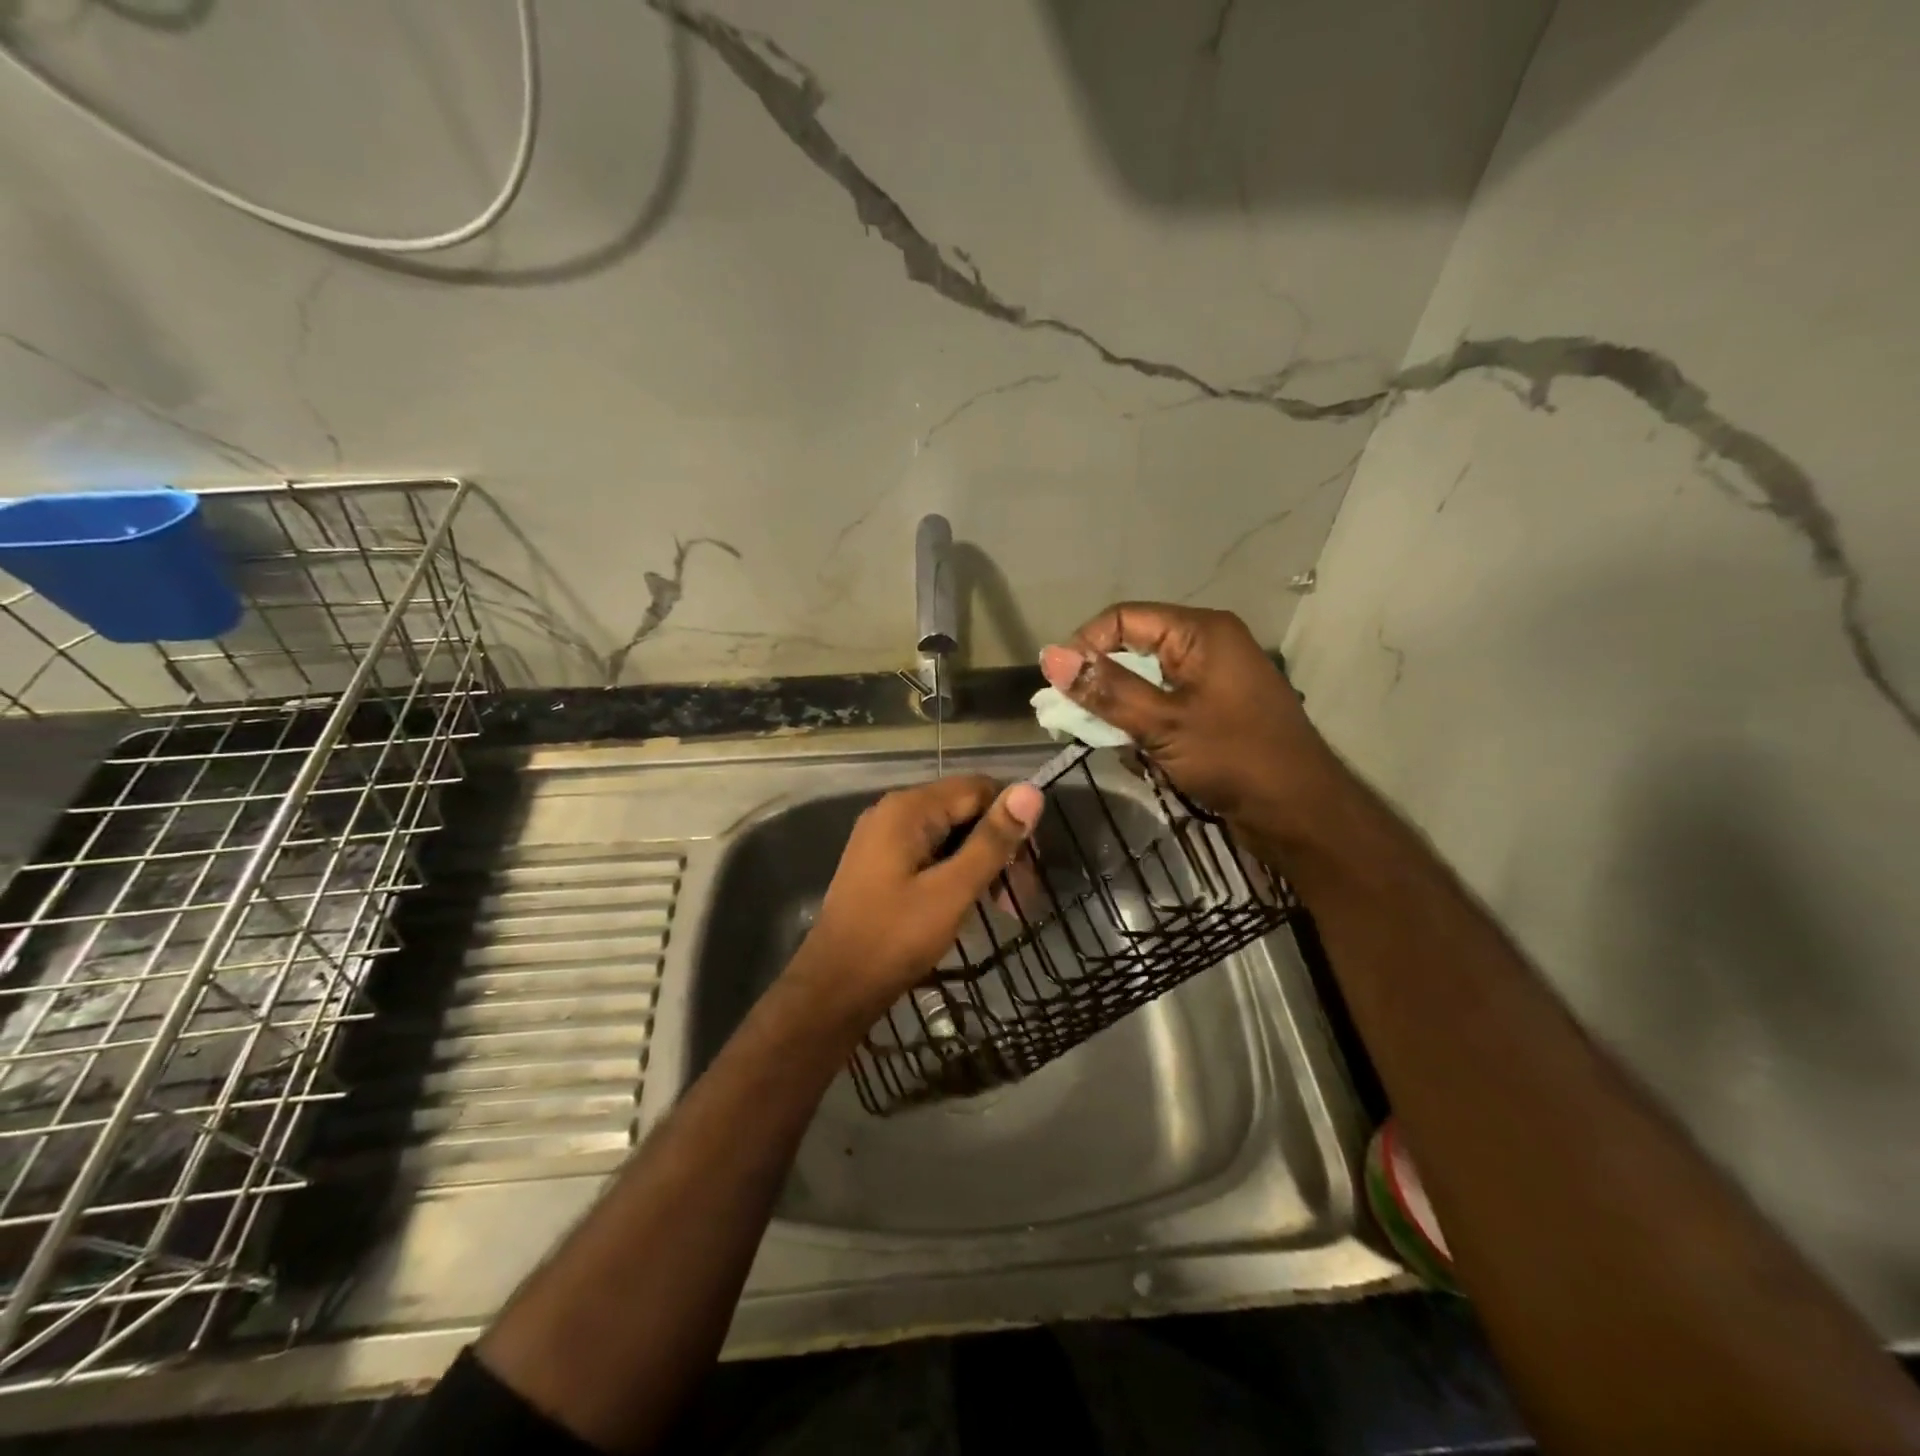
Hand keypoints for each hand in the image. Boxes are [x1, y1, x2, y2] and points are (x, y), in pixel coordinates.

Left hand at [789, 776, 1043, 1022]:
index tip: (1031, 866)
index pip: (978, 788)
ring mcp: (883, 838)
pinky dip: (956, 871)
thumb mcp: (952, 890)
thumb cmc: (894, 938)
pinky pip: (931, 852)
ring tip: (1002, 907)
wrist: (833, 988)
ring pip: (949, 834)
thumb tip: (1031, 790)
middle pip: (964, 809)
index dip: (1011, 819)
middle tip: (1021, 897)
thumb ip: (992, 840)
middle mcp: (893, 812)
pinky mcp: (881, 863)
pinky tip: (970, 903)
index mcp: (908, 808)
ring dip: (981, 863)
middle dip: (998, 846)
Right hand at [1039, 602, 1337, 839]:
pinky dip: (1141, 722)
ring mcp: (1212, 679)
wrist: (1300, 813)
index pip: (1124, 619)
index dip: (1084, 645)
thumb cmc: (1235, 759)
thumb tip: (1050, 657)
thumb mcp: (1163, 723)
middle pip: (1133, 646)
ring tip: (1101, 736)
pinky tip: (1133, 750)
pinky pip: (1163, 702)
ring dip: (1119, 706)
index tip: (1056, 686)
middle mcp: (1206, 645)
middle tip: (1069, 716)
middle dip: (1099, 680)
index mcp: (1201, 632)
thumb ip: (1107, 689)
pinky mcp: (1213, 709)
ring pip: (1145, 678)